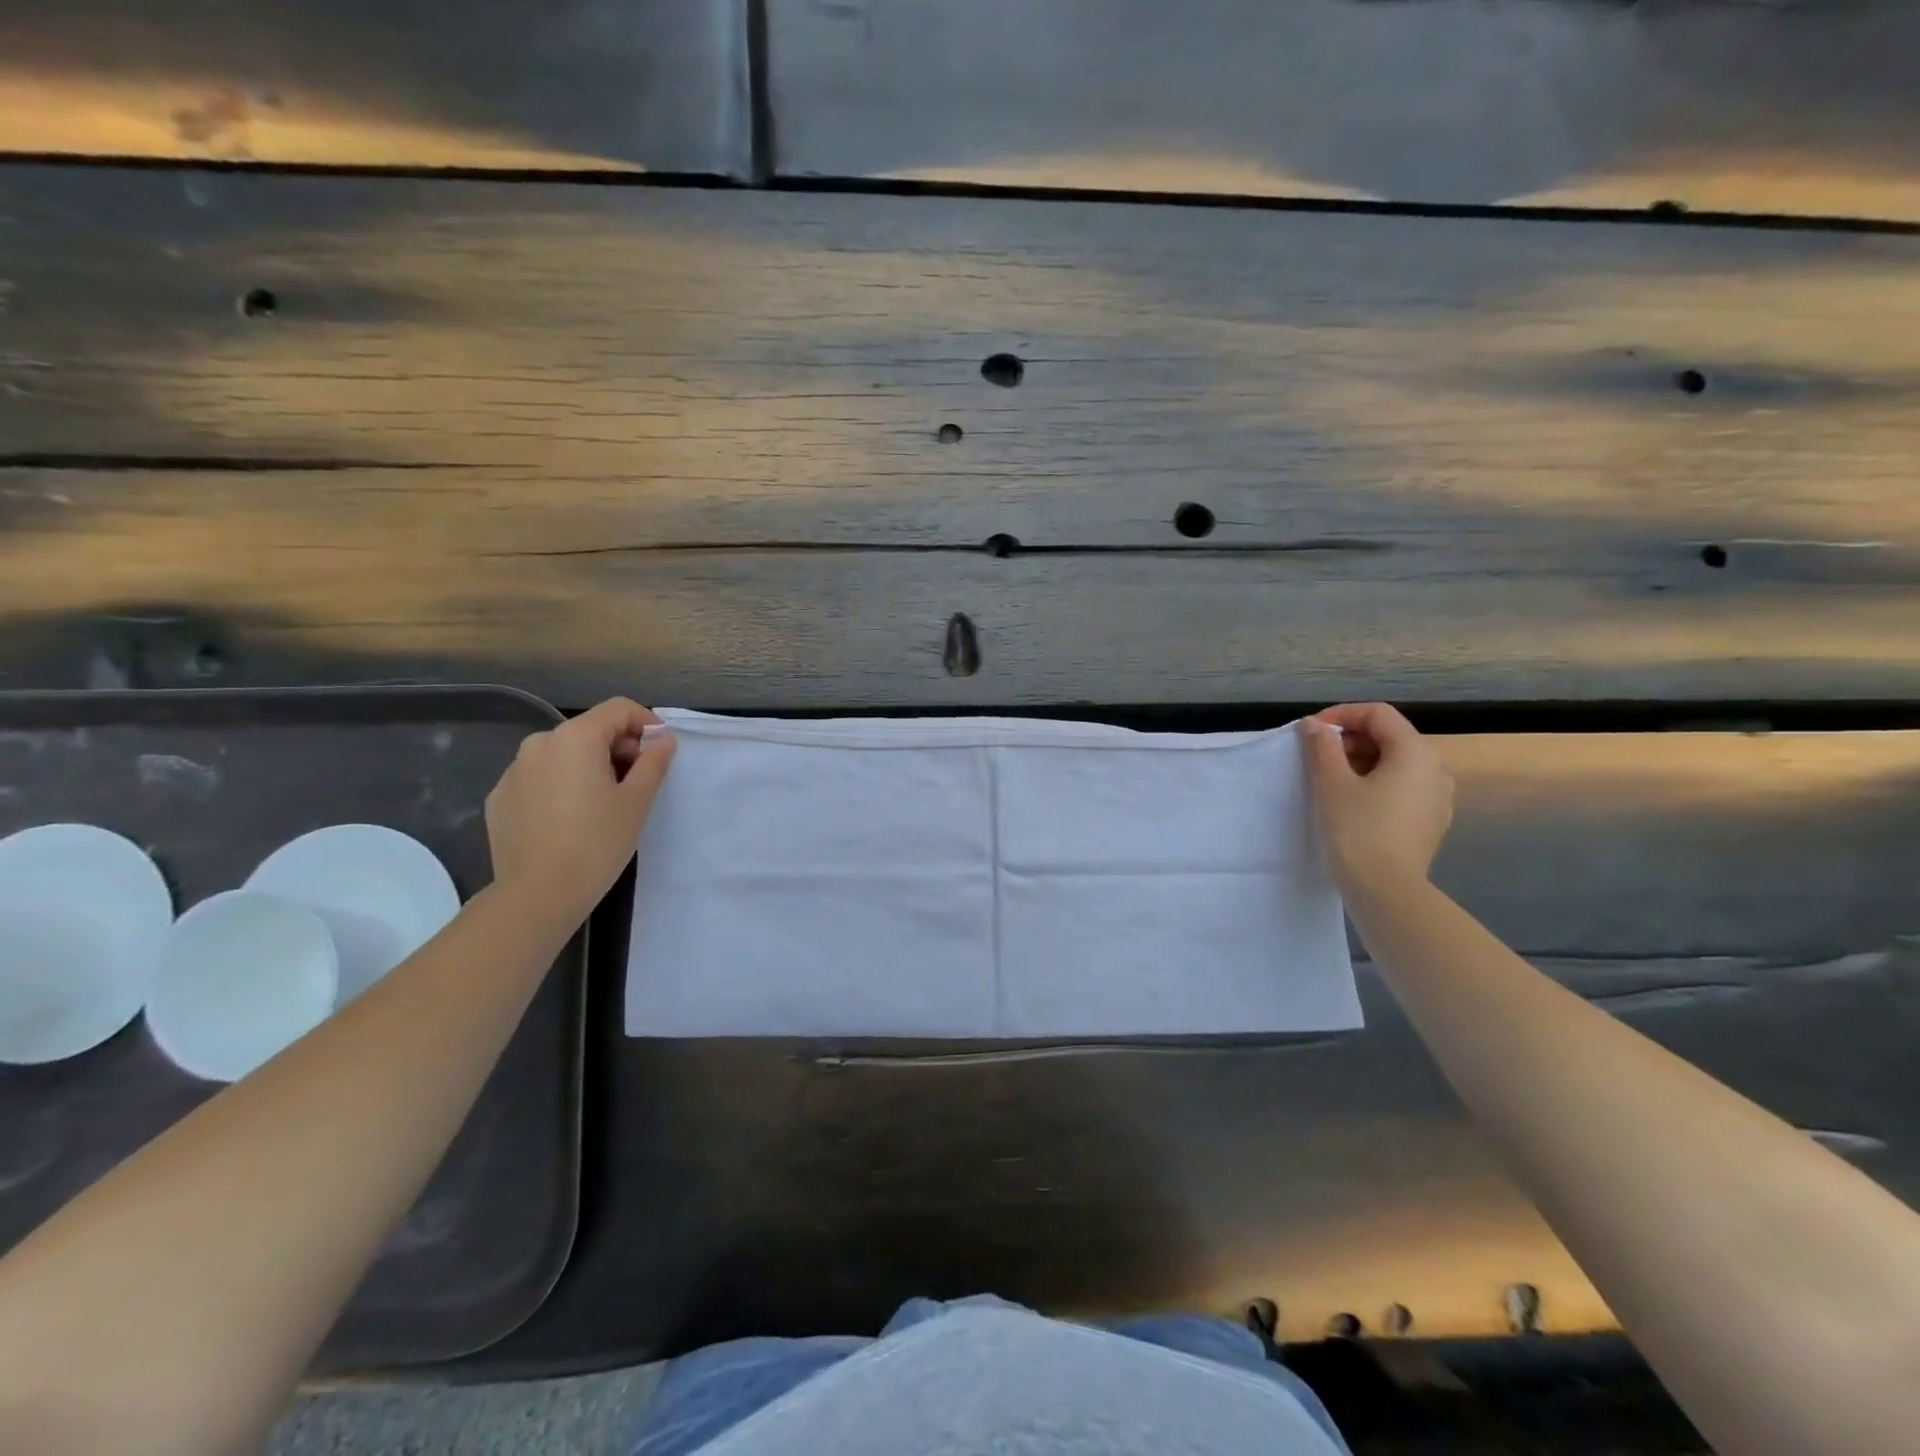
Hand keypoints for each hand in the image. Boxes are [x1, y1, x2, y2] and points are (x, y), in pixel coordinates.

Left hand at [485, 698, 676, 924]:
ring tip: (603, 803)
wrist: (538, 894)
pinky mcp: (500, 798)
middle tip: (637, 782)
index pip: (619, 709)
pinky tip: (570, 820)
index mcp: (575, 737)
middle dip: (618, 747)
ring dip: (589, 767)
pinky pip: (540, 779)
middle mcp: (539, 743)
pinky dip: (561, 786)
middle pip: (590, 730)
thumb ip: (654, 761)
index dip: (647, 723)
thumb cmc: (597, 841)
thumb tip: (663, 739)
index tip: (661, 751)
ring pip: (563, 755)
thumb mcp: (638, 800)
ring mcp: (513, 771)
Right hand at [1298, 703, 1453, 897]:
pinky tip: (1353, 803)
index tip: (1311, 732)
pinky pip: (1403, 787)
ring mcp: (1438, 797)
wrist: (1386, 891)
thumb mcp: (1331, 783)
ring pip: (1396, 763)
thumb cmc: (1357, 830)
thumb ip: (1321, 746)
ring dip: (1361, 761)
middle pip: (1390, 736)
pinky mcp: (1431, 821)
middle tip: (1316, 756)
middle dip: (1350, 739)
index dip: (1342, 715)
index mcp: (1415, 753)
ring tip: (1330, 779)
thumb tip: (1314, 725)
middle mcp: (1435, 769)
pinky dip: (1376, 783)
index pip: (1378, 714)